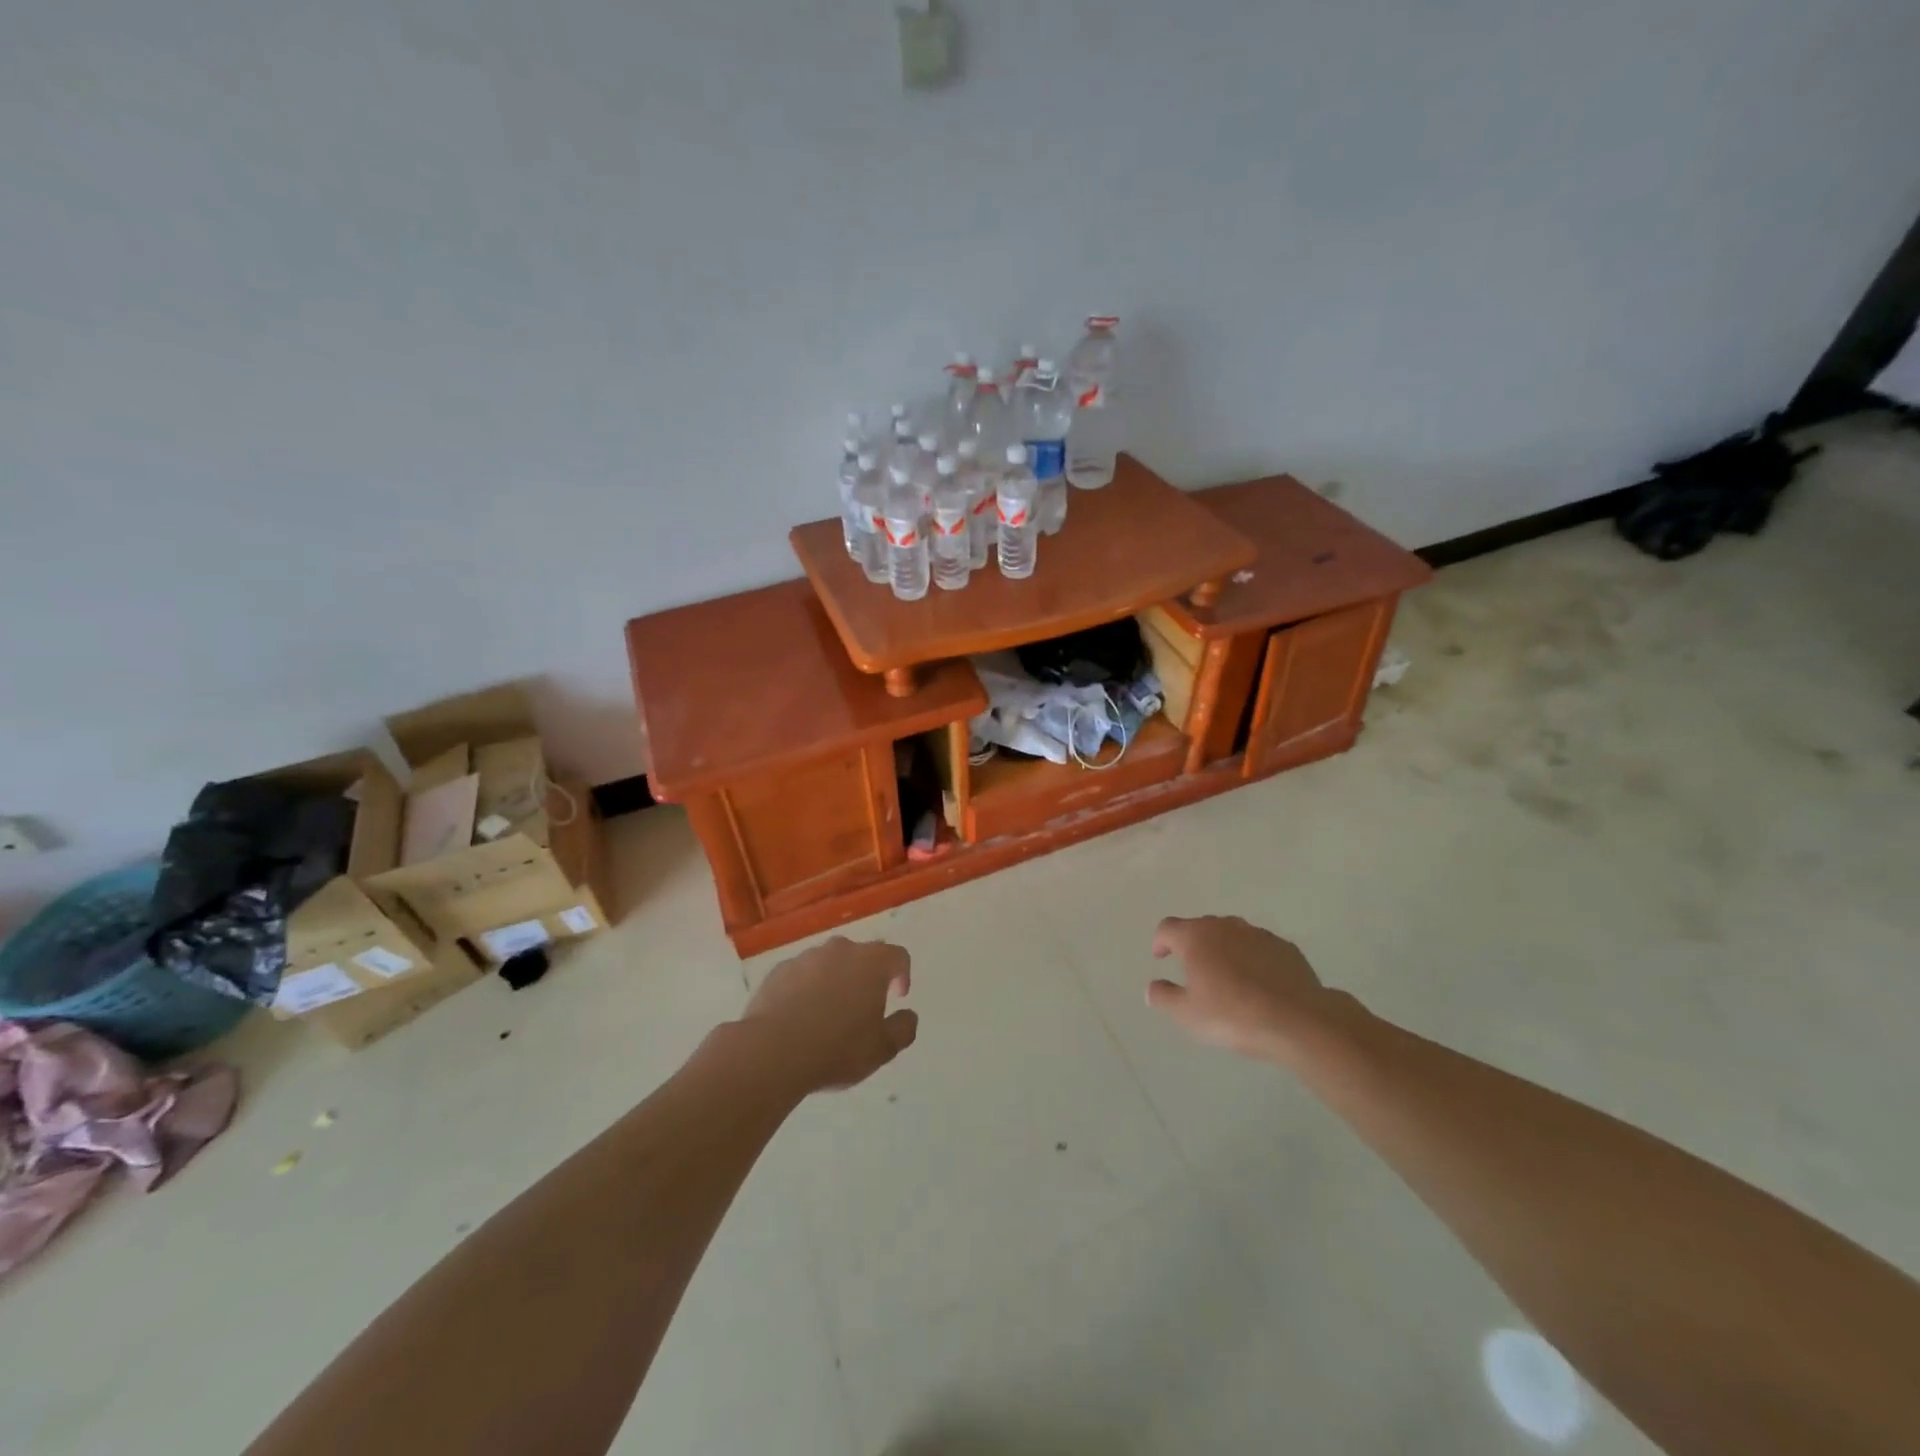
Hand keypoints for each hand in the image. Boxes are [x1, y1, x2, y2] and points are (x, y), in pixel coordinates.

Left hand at [742, 937, 917, 1093]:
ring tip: (828, 1015)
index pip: (897, 956)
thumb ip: (903, 1028)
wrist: (772, 1051)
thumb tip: (909, 1015)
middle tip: (863, 1007)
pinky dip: (806, 989)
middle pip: (861, 955)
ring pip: (828, 963)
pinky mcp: (778, 971)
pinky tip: (800, 1017)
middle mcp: (840, 950)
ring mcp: (806, 958)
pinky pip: (801, 975)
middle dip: (866, 976)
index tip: (897, 996)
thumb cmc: (836, 1048)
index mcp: (872, 962)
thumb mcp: (882, 1049)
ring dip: (834, 981)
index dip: (902, 974)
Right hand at [1146, 916, 1347, 1062]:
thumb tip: (1153, 987)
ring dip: (1224, 949)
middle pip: (1200, 927)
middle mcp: (1225, 926)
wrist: (1298, 1021)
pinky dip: (1252, 958)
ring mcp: (1258, 934)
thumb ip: (1163, 997)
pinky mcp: (1285, 947)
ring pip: (1232, 934)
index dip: (1160, 941)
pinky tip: (1259, 984)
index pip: (1167, 928)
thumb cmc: (1233, 1015)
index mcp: (1196, 937)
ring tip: (1227, 976)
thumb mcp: (1187, 1015)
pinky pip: (1259, 947)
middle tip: (1193, 971)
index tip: (1162, 958)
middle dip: (1193, 944)